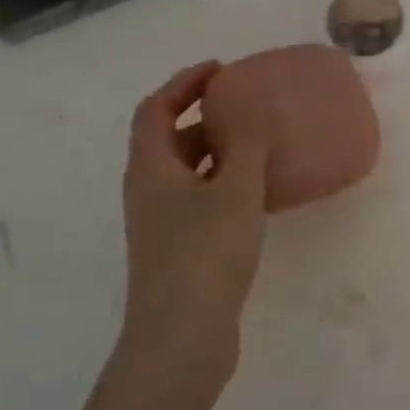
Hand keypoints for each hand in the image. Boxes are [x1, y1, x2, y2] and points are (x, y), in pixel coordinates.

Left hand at [120, 62, 271, 389]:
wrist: (182, 338)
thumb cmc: (204, 254)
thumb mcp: (235, 190)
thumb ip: (248, 142)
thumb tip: (254, 103)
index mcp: (151, 169)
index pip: (156, 109)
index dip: (184, 83)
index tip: (222, 70)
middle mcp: (149, 192)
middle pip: (170, 139)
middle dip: (205, 115)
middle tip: (247, 105)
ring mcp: (163, 224)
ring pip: (189, 172)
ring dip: (219, 151)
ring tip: (260, 144)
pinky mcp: (181, 250)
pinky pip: (203, 199)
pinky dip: (227, 183)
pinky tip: (260, 193)